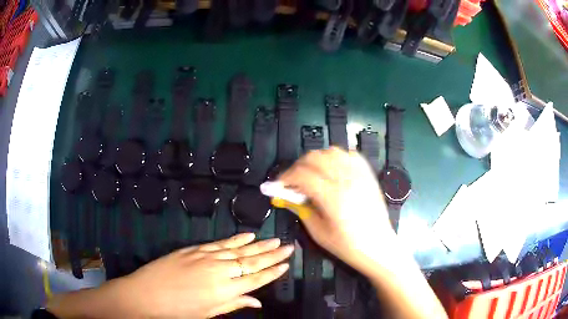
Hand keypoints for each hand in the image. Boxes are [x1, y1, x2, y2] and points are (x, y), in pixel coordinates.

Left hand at [48, 233, 292, 318]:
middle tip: (288, 246)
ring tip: (274, 239)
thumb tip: (257, 301)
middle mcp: (219, 271)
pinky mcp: (193, 249)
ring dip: (258, 245)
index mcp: (224, 290)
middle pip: (251, 262)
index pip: (256, 279)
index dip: (273, 272)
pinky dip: (235, 239)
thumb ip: (233, 304)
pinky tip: (247, 234)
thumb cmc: (178, 311)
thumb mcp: (207, 313)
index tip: (286, 264)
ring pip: (238, 250)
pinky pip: (219, 243)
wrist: (145, 294)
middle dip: (271, 255)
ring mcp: (206, 257)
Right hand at [278, 147, 395, 275]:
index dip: (285, 177)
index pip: (301, 173)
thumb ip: (301, 209)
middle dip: (298, 166)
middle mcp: (346, 180)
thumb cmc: (348, 246)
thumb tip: (285, 196)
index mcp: (332, 197)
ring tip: (312, 175)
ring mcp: (359, 175)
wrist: (378, 247)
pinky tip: (332, 169)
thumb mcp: (318, 232)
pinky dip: (337, 158)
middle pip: (314, 157)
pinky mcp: (368, 175)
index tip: (279, 185)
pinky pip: (350, 155)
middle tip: (293, 181)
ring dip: (317, 160)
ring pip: (332, 152)